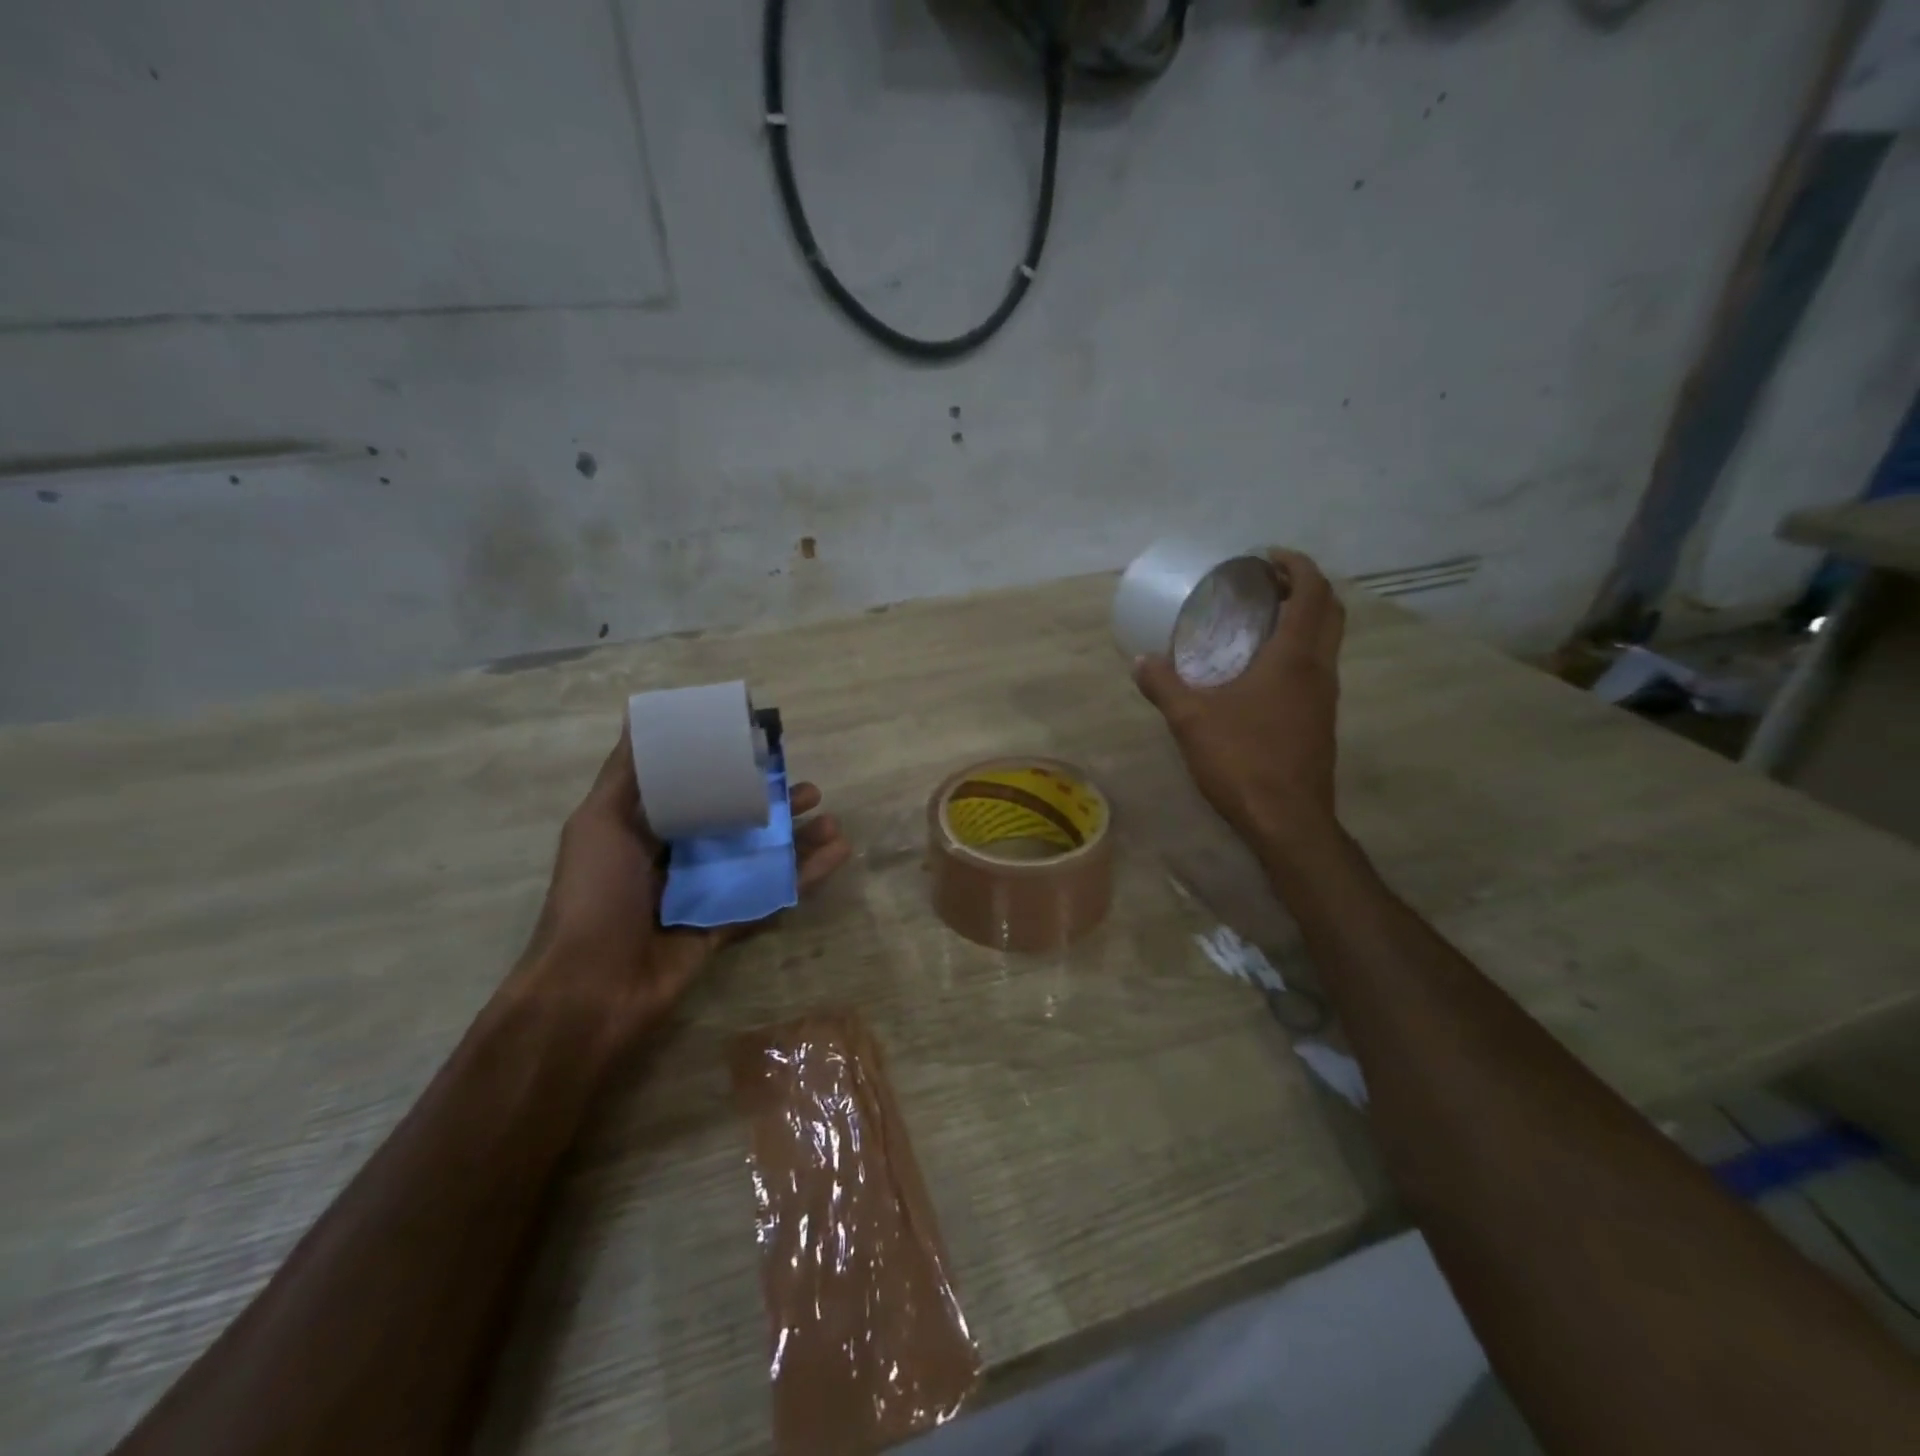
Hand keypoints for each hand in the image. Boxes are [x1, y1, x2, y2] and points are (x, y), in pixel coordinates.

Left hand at [512, 722, 851, 1053]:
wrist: (591, 988)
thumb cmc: (594, 895)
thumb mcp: (599, 822)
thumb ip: (626, 775)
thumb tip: (637, 715)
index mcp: (648, 829)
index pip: (698, 790)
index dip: (732, 770)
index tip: (766, 751)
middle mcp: (680, 856)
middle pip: (738, 822)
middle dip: (775, 805)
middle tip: (810, 791)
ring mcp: (707, 891)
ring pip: (761, 857)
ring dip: (798, 839)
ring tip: (833, 822)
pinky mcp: (728, 923)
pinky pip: (771, 894)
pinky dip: (805, 875)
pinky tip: (837, 854)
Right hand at [1134, 548, 1344, 854]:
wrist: (1287, 820)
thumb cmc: (1243, 760)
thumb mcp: (1192, 719)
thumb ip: (1164, 685)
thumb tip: (1141, 660)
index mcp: (1295, 658)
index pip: (1314, 592)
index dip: (1296, 565)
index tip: (1266, 557)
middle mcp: (1319, 670)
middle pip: (1330, 611)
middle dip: (1305, 587)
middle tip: (1266, 584)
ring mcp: (1325, 697)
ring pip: (1327, 641)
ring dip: (1304, 619)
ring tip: (1260, 621)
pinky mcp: (1320, 721)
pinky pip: (1316, 668)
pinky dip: (1297, 651)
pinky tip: (1260, 671)